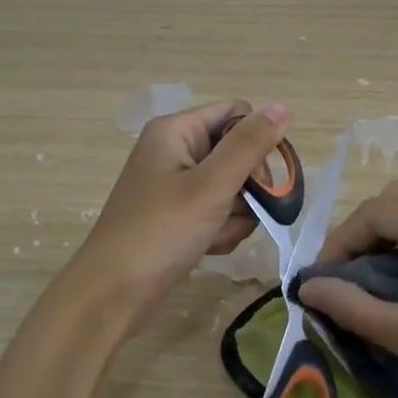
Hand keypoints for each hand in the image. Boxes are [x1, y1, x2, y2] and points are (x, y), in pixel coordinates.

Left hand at [69, 99, 289, 324]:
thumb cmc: (161, 232)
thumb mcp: (211, 186)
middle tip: (237, 212)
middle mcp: (175, 150)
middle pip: (237, 154)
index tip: (261, 179)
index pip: (237, 114)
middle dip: (247, 188)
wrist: (114, 293)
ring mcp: (175, 185)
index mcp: (177, 131)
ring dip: (236, 215)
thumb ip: (249, 146)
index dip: (256, 143)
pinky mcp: (178, 215)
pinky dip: (220, 230)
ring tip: (216, 236)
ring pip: (232, 188)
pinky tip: (208, 248)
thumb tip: (283, 105)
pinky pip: (216, 212)